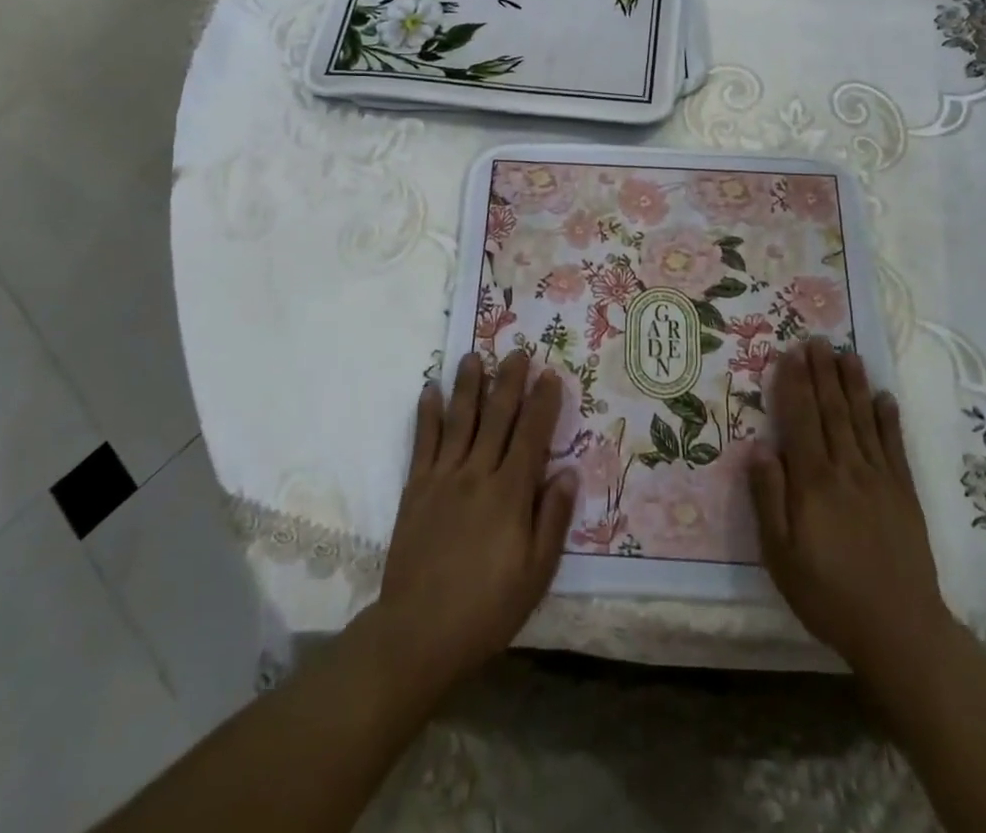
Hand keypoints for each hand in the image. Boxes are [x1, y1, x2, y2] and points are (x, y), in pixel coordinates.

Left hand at [377, 349, 576, 690]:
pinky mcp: (416, 489)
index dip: (542, 403)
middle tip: (517, 352)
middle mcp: (477, 474)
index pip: (532, 436)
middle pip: (497, 417)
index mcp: (510, 494)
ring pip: (459, 420)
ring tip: (474, 356)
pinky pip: (423, 442)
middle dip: (509, 382)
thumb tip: (569, 472)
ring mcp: (443, 478)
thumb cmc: (487, 608)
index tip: (550, 374)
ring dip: (468, 386)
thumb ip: (552, 519)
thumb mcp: (536, 574)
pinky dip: (427, 414)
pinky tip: (429, 389)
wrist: (419, 634)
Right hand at [748, 340, 951, 671]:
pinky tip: (884, 397)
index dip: (793, 384)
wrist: (900, 631)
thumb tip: (758, 446)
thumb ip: (768, 497)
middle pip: (832, 410)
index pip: (800, 420)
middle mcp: (847, 469)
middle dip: (822, 372)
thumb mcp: (780, 554)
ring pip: (863, 420)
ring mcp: (880, 479)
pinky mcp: (905, 494)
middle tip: (817, 339)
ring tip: (847, 353)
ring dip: (853, 384)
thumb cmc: (828, 594)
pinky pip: (894, 447)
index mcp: (813, 481)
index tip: (790, 353)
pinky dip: (889, 419)